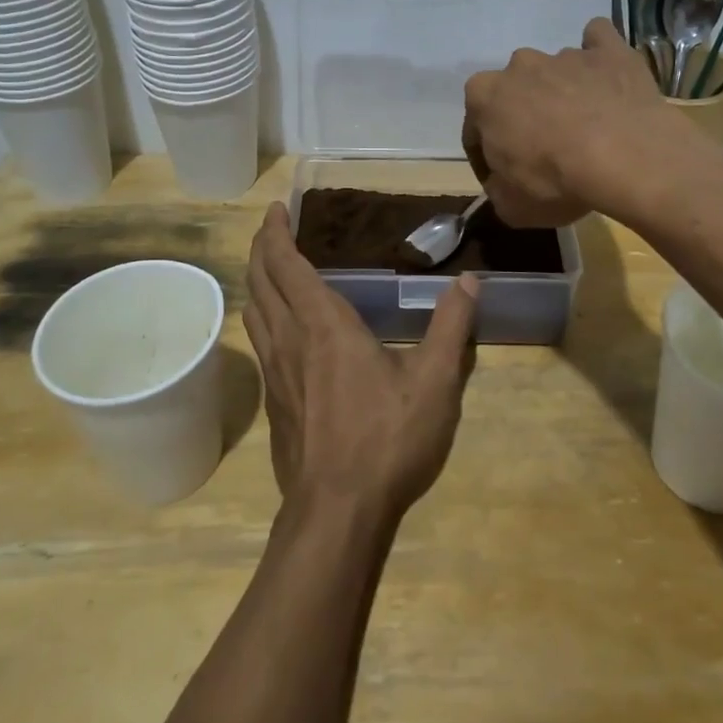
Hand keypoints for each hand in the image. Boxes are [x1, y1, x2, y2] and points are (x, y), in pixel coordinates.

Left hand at [244, 203, 479, 518]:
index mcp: (324, 325)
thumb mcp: (434, 383)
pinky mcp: (274, 402)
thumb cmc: (387, 440)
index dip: (276, 232)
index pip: (286, 264)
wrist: (337, 513)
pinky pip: (260, 342)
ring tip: (273, 270)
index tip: (277, 208)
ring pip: (254, 312)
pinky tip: (283, 330)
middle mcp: (290, 340)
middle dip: (261, 248)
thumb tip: (468, 281)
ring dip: (258, 281)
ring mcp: (276, 373)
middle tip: (272, 228)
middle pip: (260, 281)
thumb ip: (451, 327)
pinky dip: (264, 316)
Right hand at [462, 16, 678, 227]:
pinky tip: (607, 76)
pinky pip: (598, 41)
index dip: (486, 156)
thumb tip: (503, 182)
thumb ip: (497, 189)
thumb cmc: (555, 181)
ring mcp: (565, 54)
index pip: (474, 128)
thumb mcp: (511, 206)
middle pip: (514, 92)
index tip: (503, 177)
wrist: (625, 157)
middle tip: (545, 150)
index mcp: (484, 97)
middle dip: (523, 115)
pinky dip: (598, 57)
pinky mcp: (608, 50)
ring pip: (555, 72)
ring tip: (587, 126)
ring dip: (562, 93)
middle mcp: (519, 66)